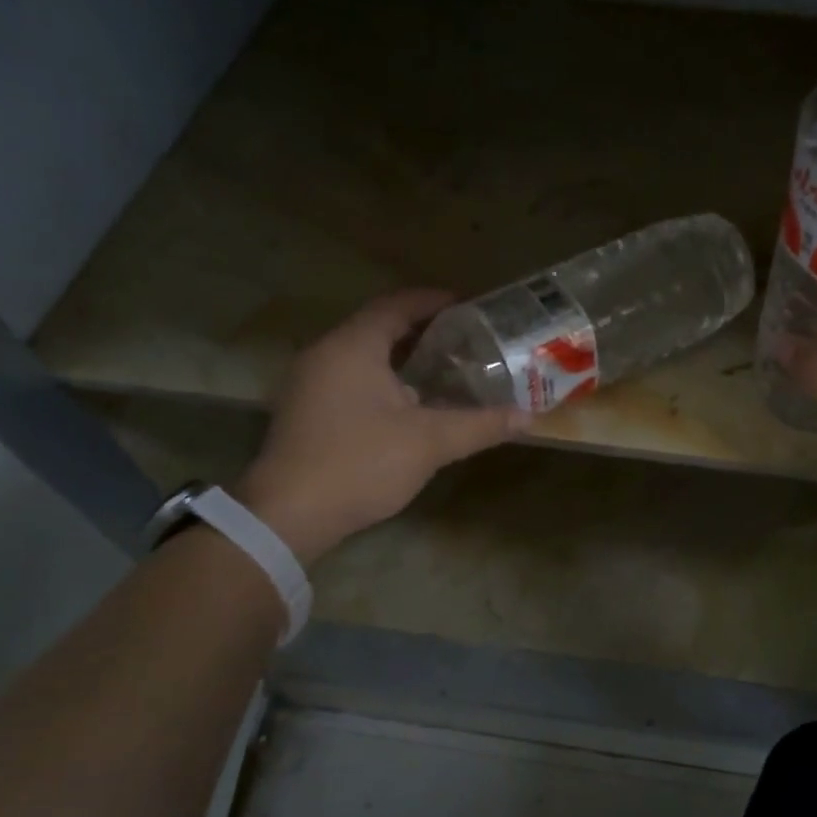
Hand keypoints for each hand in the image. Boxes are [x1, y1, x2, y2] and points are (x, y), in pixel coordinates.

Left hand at [235, 289, 530, 560]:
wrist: (288, 515)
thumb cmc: (360, 463)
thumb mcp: (429, 442)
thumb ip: (480, 425)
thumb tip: (528, 417)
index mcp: (353, 346)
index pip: (397, 306)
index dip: (434, 302)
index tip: (469, 306)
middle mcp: (325, 354)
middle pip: (379, 328)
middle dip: (423, 331)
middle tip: (465, 341)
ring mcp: (309, 384)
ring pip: (363, 356)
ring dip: (402, 359)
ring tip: (444, 371)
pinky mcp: (305, 412)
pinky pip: (350, 380)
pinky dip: (382, 381)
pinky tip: (409, 406)